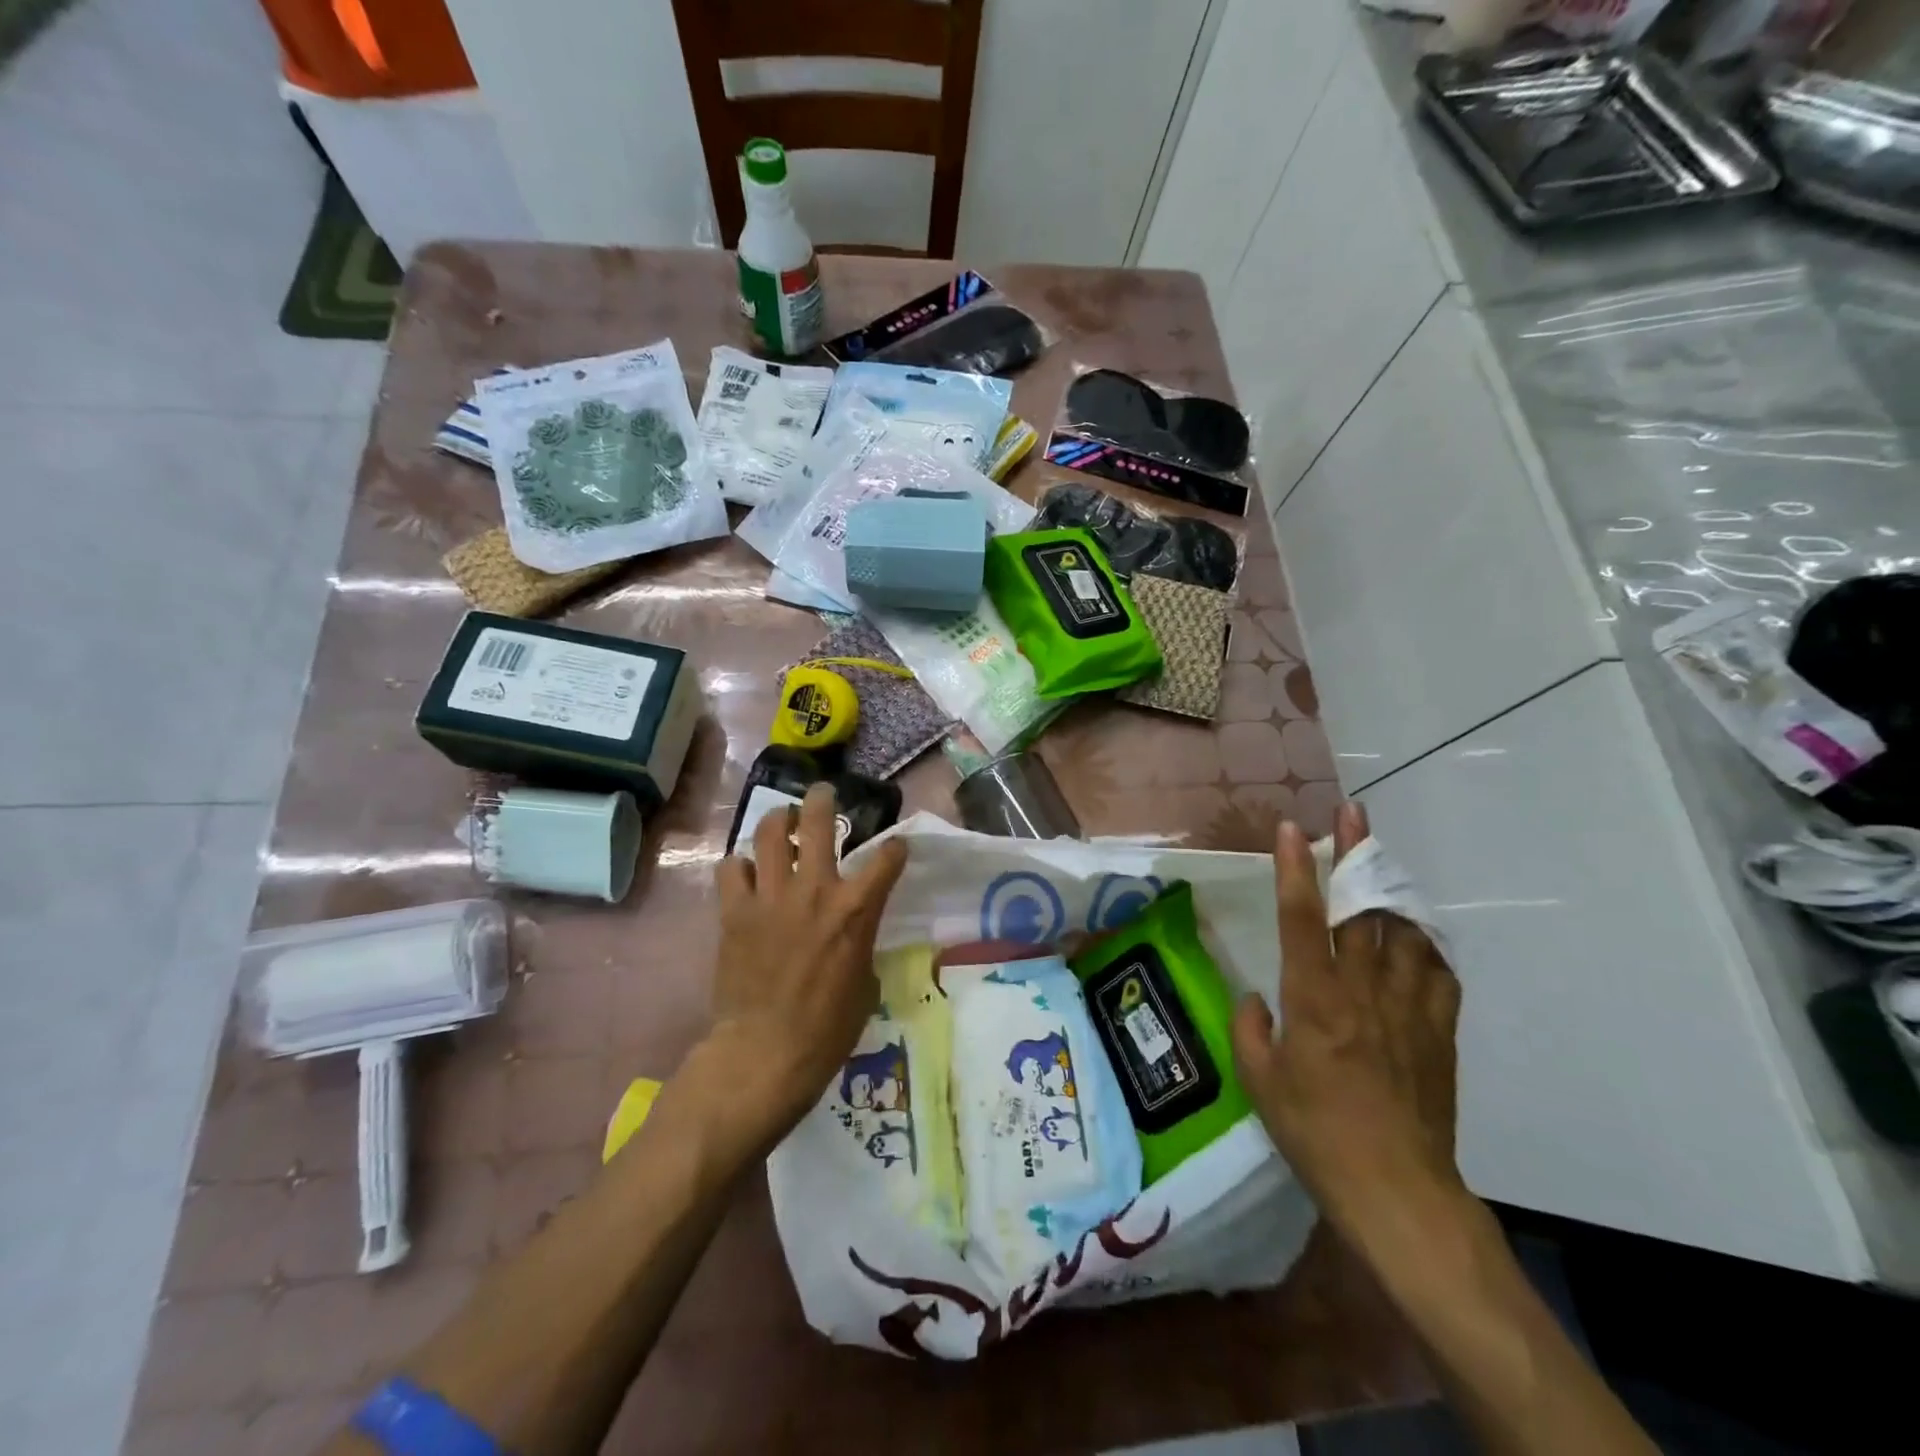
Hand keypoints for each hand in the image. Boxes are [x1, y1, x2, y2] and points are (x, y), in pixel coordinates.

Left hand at [703, 783, 907, 1145]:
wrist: (766, 1053)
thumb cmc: (828, 1027)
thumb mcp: (864, 980)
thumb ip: (860, 939)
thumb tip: (852, 927)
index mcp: (856, 909)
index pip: (887, 857)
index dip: (895, 848)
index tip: (895, 847)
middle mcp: (815, 890)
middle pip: (819, 820)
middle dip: (823, 799)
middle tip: (822, 793)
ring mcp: (770, 896)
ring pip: (770, 832)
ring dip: (779, 820)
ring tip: (782, 821)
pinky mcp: (735, 911)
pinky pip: (731, 868)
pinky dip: (741, 866)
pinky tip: (747, 875)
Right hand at [1231, 803, 1464, 1242]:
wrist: (1397, 1190)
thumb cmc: (1315, 1133)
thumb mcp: (1259, 1081)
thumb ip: (1249, 1028)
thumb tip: (1257, 999)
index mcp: (1312, 998)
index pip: (1301, 917)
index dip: (1294, 868)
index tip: (1289, 828)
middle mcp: (1362, 990)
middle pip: (1362, 907)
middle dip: (1356, 853)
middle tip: (1353, 813)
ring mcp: (1407, 1008)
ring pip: (1405, 931)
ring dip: (1391, 891)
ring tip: (1380, 865)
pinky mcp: (1439, 1032)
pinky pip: (1438, 973)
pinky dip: (1425, 946)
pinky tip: (1415, 939)